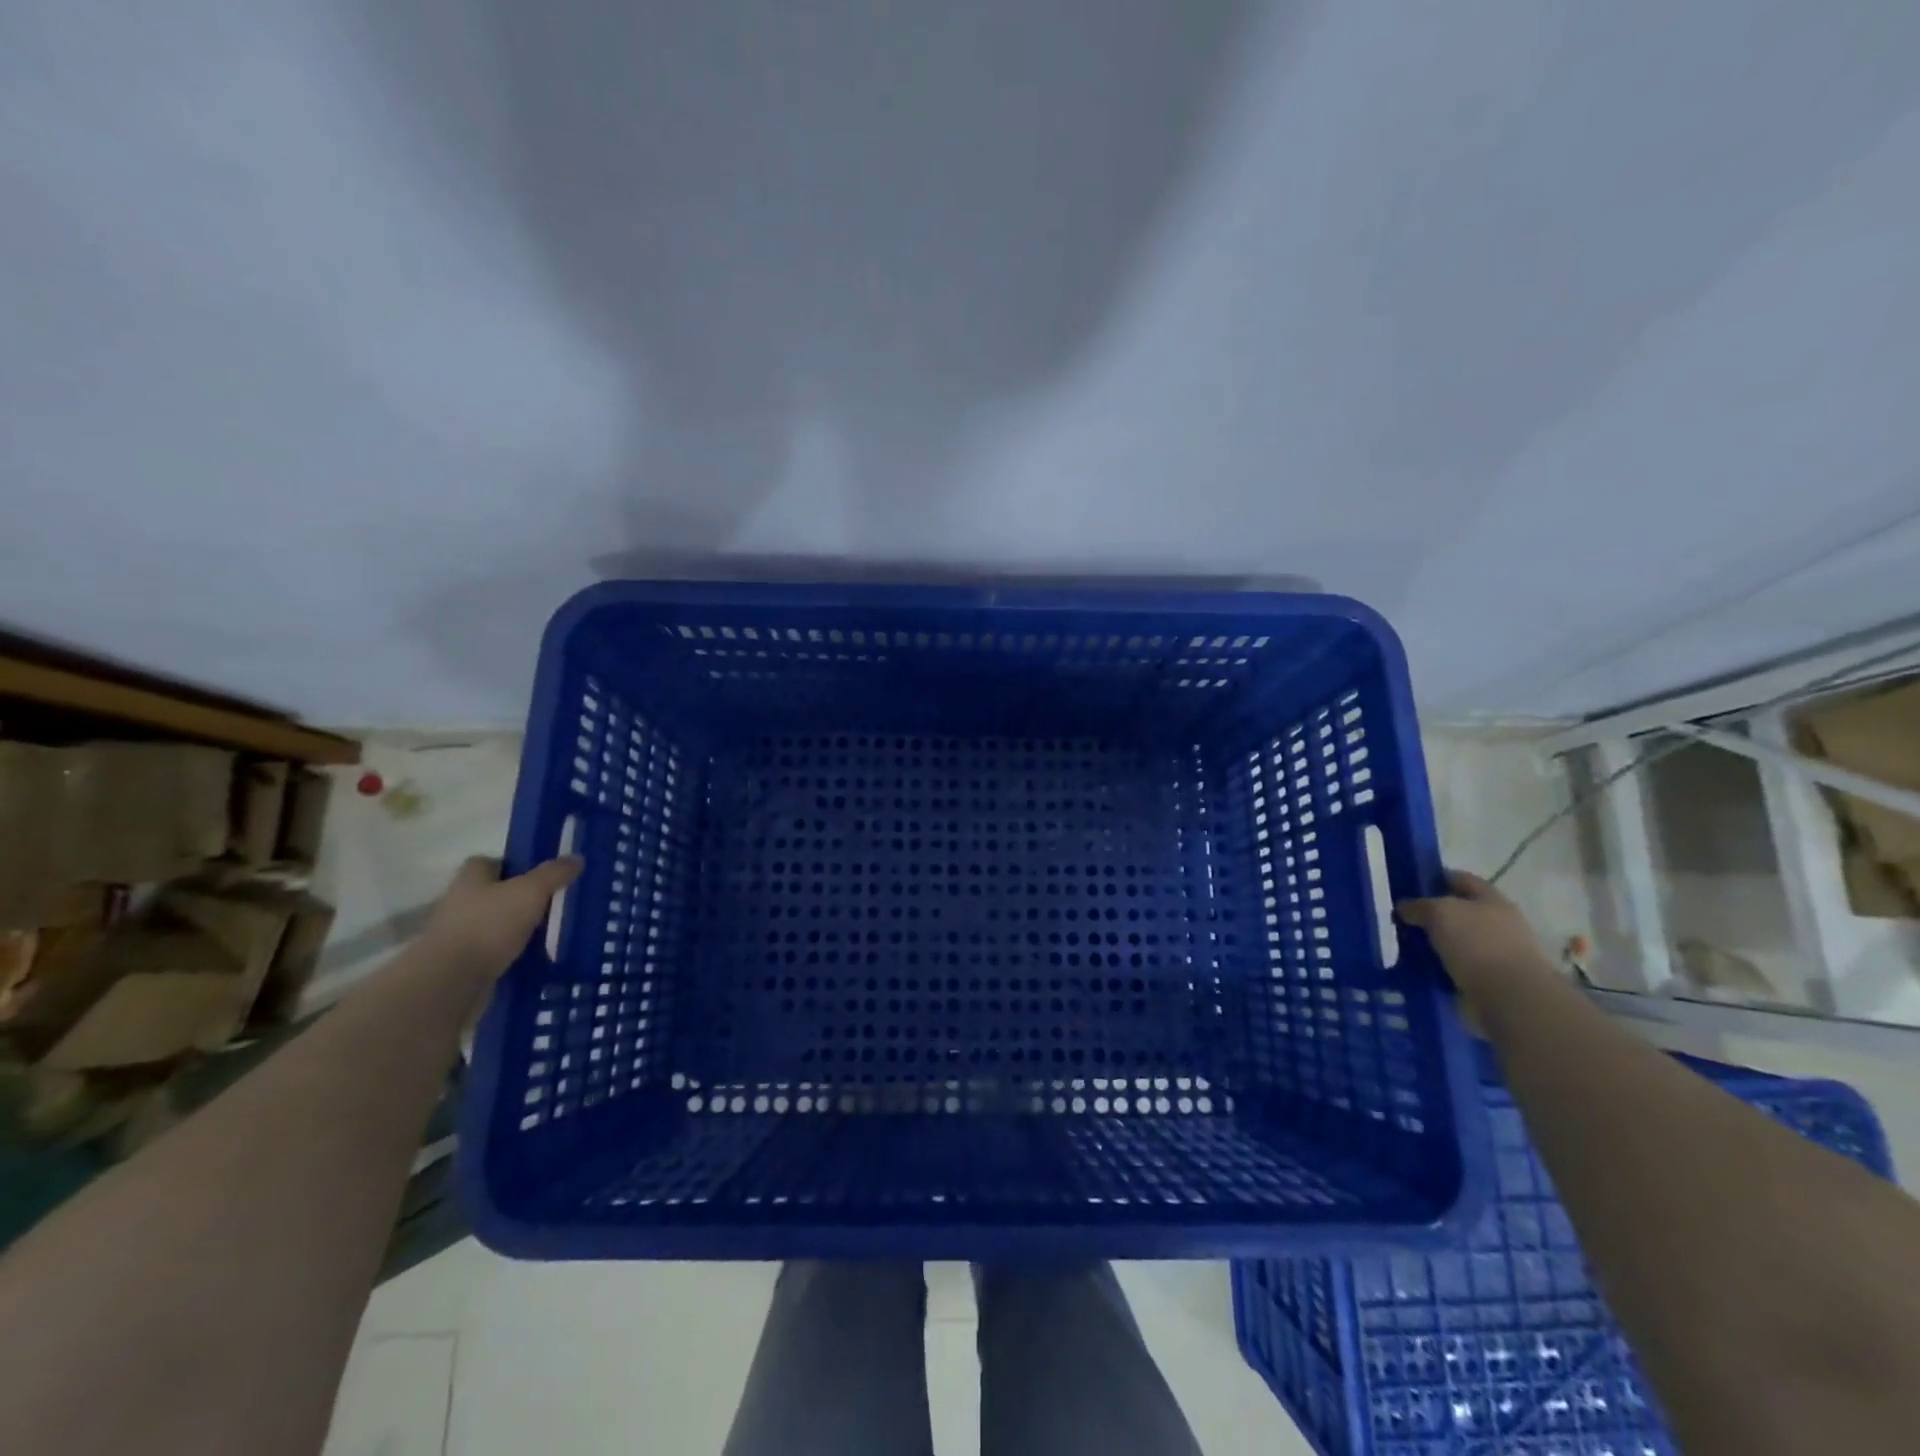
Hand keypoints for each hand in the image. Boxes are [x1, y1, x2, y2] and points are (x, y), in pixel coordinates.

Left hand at [422, 855, 583, 979]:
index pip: (489, 862)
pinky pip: (493, 952)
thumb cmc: (488, 926)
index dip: (514, 865)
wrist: (450, 982)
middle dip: (519, 898)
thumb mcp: (530, 892)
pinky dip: (511, 954)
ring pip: (494, 924)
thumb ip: (554, 873)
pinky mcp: (462, 964)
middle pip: (494, 893)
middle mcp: (459, 902)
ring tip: (550, 933)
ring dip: (516, 928)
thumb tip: (576, 857)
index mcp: (470, 879)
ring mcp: (457, 935)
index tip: (540, 875)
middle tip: (553, 903)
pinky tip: (534, 958)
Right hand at [1396, 870, 1555, 1001]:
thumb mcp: (1439, 912)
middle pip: (1457, 911)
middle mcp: (1496, 923)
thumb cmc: (1478, 943)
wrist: (1511, 998)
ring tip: (1400, 945)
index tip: (1406, 884)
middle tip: (1398, 918)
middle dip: (1429, 914)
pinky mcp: (1488, 981)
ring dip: (1431, 943)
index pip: (1459, 878)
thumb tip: (1404, 907)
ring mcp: (1494, 953)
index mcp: (1491, 899)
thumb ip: (1418, 905)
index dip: (1433, 877)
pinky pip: (1453, 968)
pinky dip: (1436, 967)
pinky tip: (1414, 968)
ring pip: (1453, 941)